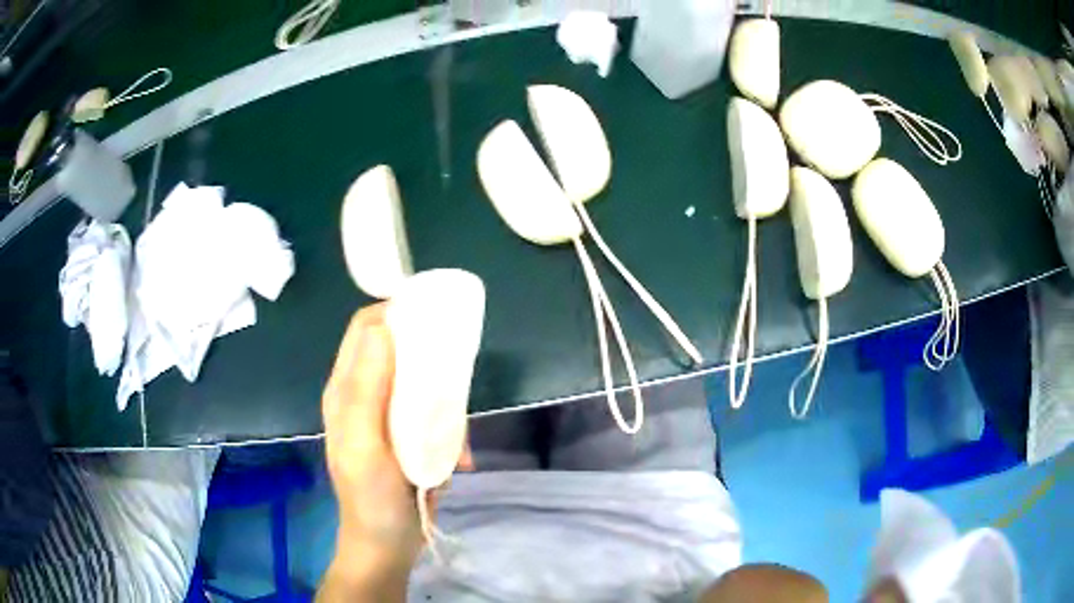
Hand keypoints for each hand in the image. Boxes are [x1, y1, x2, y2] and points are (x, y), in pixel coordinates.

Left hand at [318, 303, 471, 601]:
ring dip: (445, 401)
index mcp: (346, 390)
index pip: (366, 329)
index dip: (394, 312)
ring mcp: (388, 416)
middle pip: (397, 350)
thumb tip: (382, 325)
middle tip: (455, 373)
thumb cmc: (372, 497)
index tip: (433, 314)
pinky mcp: (409, 435)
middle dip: (428, 357)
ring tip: (457, 432)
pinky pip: (435, 414)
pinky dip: (451, 430)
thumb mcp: (365, 444)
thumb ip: (367, 387)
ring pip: (421, 382)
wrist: (388, 545)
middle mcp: (364, 395)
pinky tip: (459, 458)